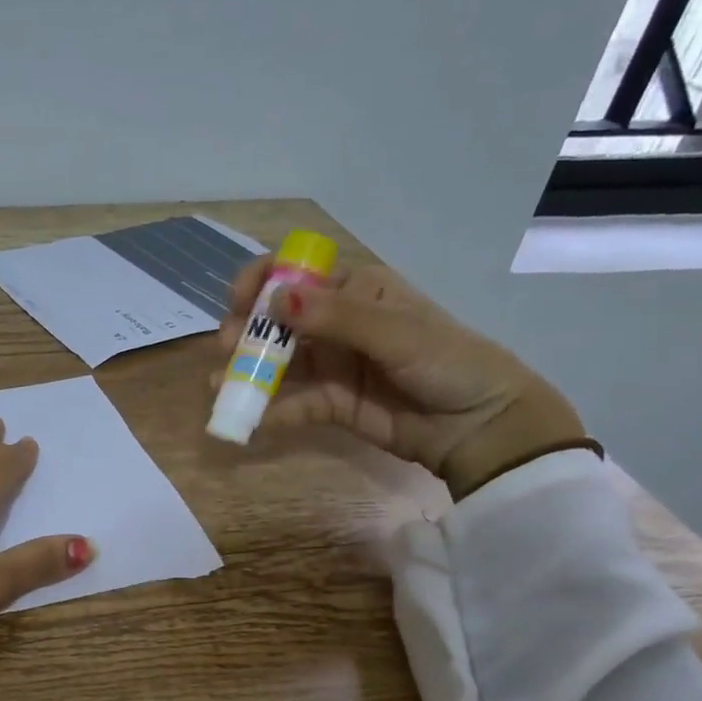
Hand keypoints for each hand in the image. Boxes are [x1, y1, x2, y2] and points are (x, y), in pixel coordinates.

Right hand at [216, 256, 584, 499]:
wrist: (480, 426)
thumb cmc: (448, 363)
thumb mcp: (396, 333)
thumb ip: (335, 318)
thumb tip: (274, 300)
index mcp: (357, 291)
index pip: (298, 275)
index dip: (262, 281)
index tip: (238, 300)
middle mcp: (338, 324)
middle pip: (278, 321)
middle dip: (247, 331)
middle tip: (226, 347)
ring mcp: (332, 365)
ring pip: (279, 364)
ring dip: (249, 372)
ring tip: (221, 386)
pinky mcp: (331, 404)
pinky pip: (292, 403)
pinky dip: (269, 411)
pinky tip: (248, 419)